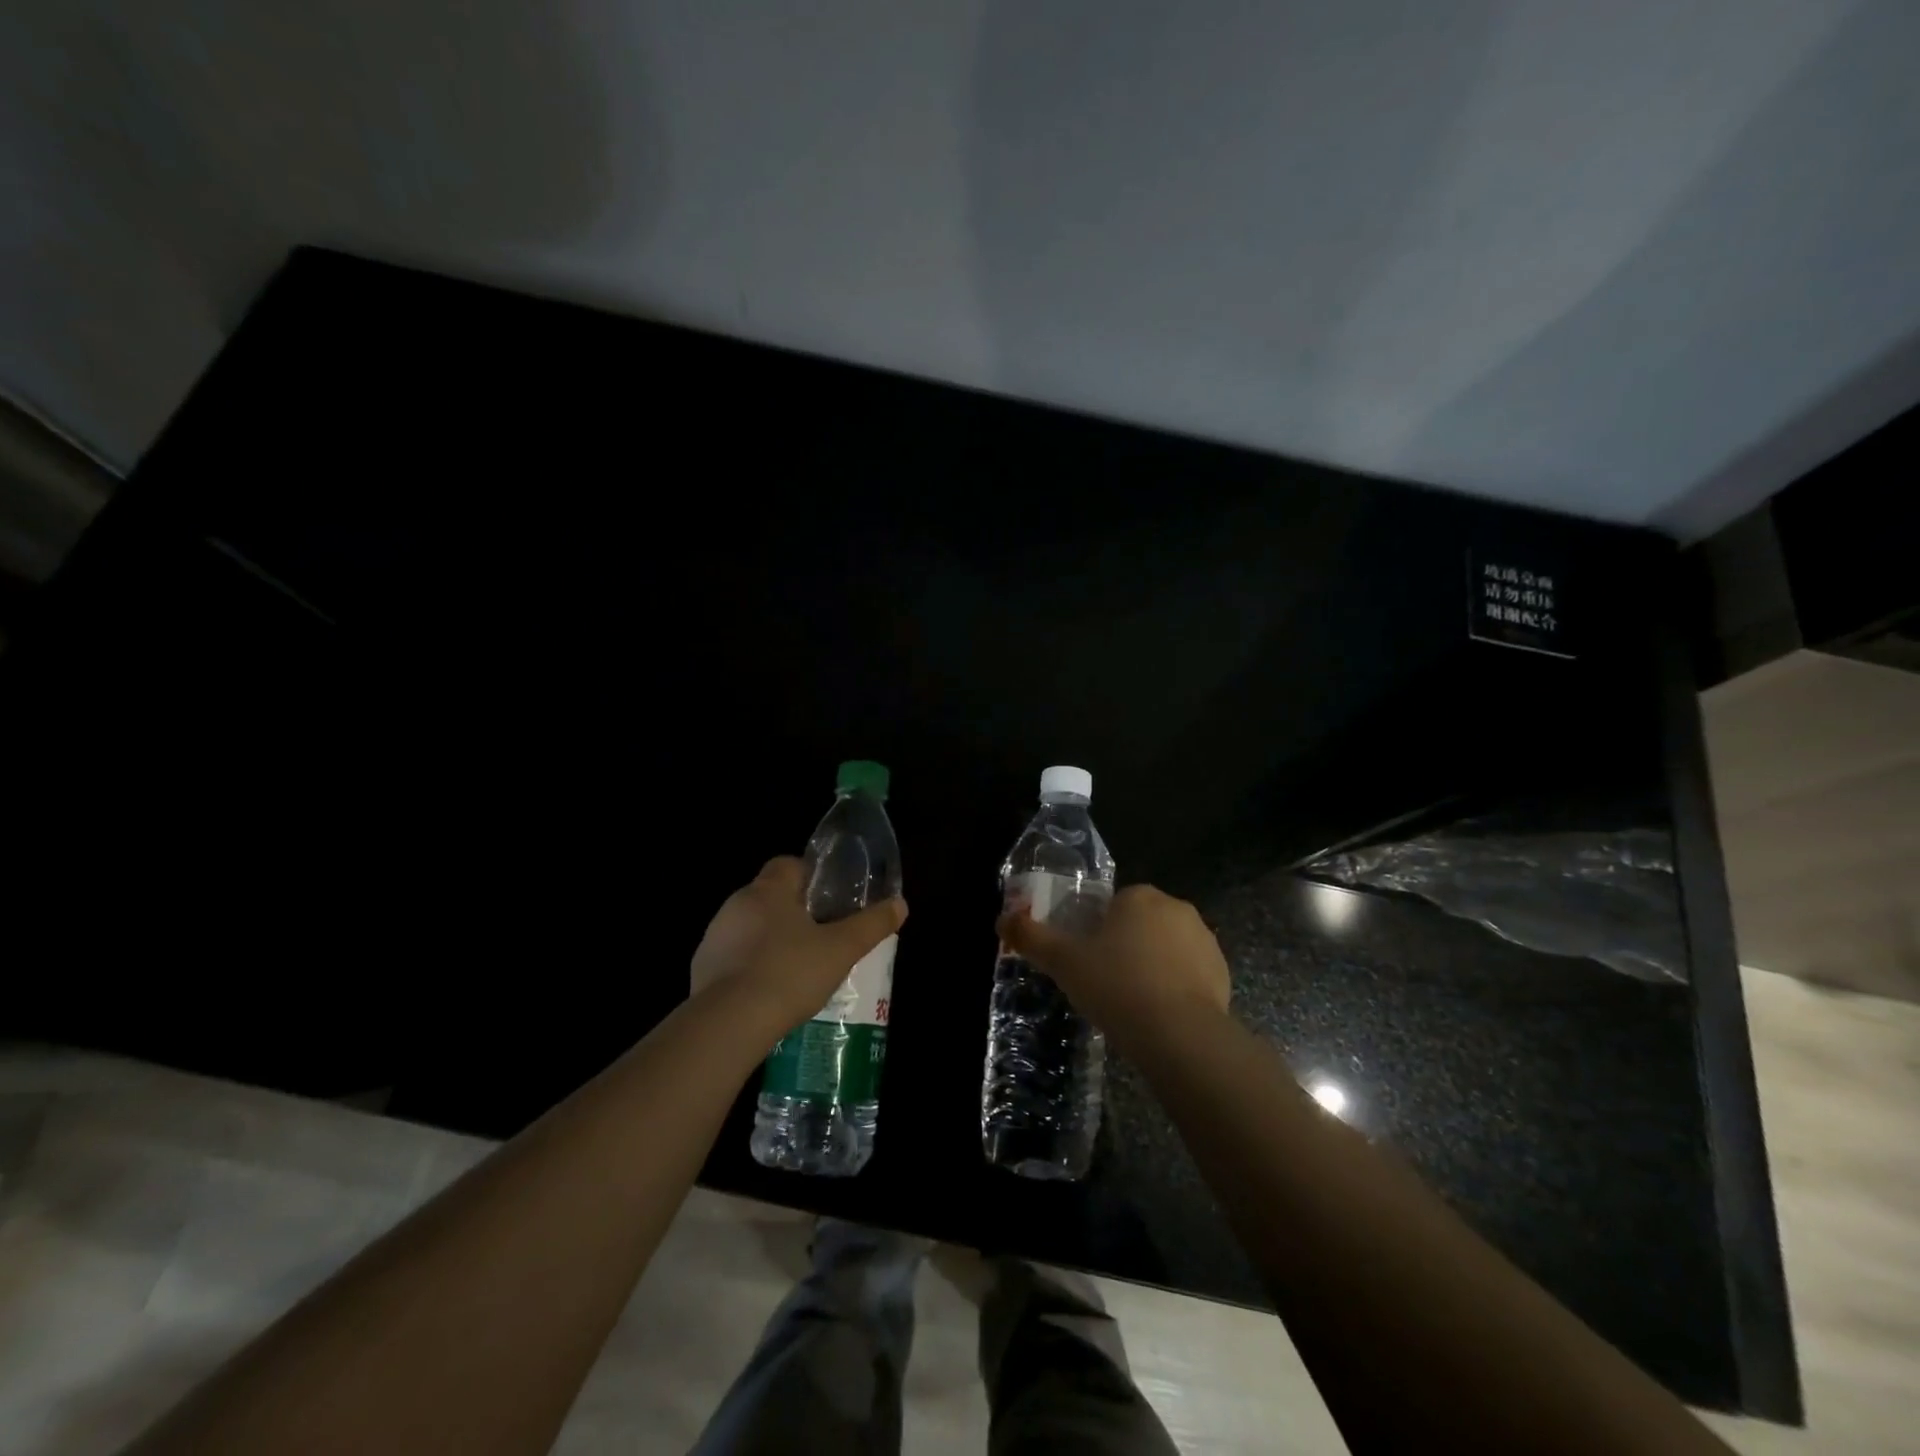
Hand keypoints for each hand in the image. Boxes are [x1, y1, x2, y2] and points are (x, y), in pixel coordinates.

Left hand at [690, 857, 906, 1040]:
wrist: (728, 1024)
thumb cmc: (789, 973)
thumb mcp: (842, 949)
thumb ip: (872, 925)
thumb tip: (901, 904)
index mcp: (768, 890)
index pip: (788, 864)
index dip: (811, 876)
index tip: (830, 899)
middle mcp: (736, 904)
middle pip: (770, 896)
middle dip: (794, 912)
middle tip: (822, 937)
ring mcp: (714, 938)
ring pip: (750, 928)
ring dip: (770, 941)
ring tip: (798, 970)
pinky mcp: (701, 970)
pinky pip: (732, 959)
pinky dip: (750, 969)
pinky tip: (769, 994)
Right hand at [997, 884, 1230, 1047]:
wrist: (1179, 1034)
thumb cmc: (1115, 985)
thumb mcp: (1063, 961)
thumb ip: (1031, 937)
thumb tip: (1002, 919)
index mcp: (1139, 896)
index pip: (1113, 905)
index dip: (1096, 931)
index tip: (1087, 961)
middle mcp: (1176, 908)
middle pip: (1140, 923)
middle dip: (1125, 947)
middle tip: (1105, 983)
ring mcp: (1205, 940)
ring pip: (1167, 948)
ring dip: (1152, 966)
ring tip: (1132, 1004)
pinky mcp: (1223, 973)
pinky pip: (1191, 973)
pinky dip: (1176, 988)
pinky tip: (1159, 1016)